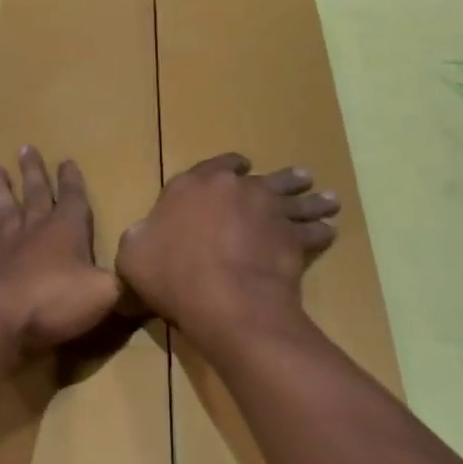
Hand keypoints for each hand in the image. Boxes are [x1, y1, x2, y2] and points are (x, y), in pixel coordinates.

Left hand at [0, 147, 121, 352]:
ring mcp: (8, 248)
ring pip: (5, 210)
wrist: (4, 320)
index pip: (72, 198)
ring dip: (1, 190)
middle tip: (25, 149)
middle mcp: (36, 231)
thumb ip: (122, 283)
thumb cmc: (59, 300)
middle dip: (33, 172)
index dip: (71, 180)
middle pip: (35, 194)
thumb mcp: (106, 293)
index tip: (66, 161)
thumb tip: (138, 281)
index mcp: (67, 230)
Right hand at [116, 153, 339, 335]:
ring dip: (312, 199)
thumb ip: (140, 239)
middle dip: (282, 178)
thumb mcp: (133, 254)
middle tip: (301, 177)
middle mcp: (235, 189)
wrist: (222, 297)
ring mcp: (269, 212)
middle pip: (265, 179)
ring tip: (328, 199)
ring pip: (296, 199)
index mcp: (193, 185)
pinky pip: (312, 231)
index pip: (216, 166)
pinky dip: (321, 231)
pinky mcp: (293, 239)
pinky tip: (329, 231)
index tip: (241, 168)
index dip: (229, 167)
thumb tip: (142, 238)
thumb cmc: (170, 272)